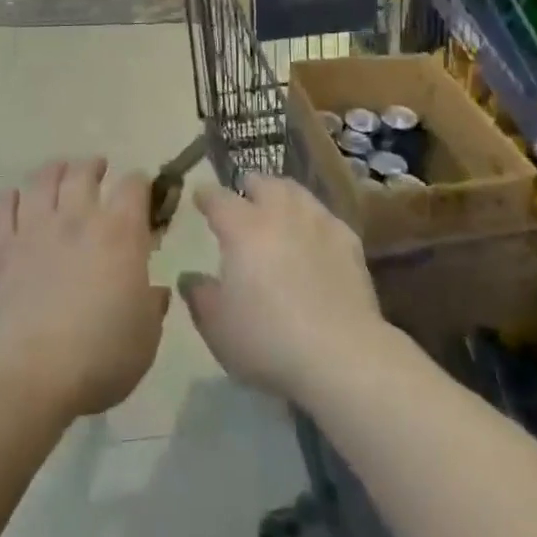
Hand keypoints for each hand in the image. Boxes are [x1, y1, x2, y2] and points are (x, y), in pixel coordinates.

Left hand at [0, 158, 168, 421]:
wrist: (25, 375)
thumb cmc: (98, 357)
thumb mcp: (145, 340)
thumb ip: (152, 308)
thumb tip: (155, 292)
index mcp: (121, 232)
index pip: (135, 185)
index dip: (141, 184)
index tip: (143, 195)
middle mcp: (78, 217)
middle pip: (84, 171)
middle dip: (94, 167)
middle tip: (98, 171)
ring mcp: (35, 228)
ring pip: (44, 179)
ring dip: (55, 171)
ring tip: (60, 173)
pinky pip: (3, 205)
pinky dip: (12, 197)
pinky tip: (17, 201)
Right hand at [180, 175, 387, 402]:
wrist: (340, 353)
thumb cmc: (268, 340)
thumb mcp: (218, 328)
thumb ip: (200, 297)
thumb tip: (189, 278)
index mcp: (242, 228)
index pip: (218, 199)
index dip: (206, 196)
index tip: (200, 197)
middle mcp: (279, 213)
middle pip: (262, 183)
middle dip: (249, 187)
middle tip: (243, 200)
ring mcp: (317, 221)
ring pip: (295, 192)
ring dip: (282, 196)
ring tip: (278, 210)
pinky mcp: (347, 239)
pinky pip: (324, 217)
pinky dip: (312, 221)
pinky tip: (313, 237)